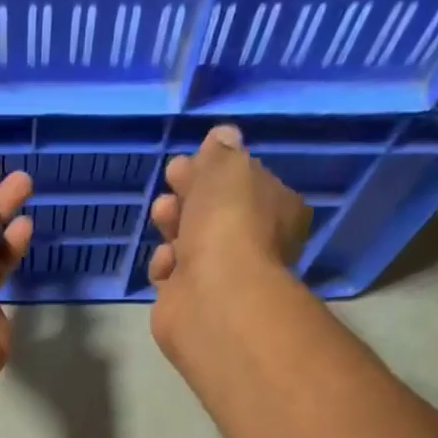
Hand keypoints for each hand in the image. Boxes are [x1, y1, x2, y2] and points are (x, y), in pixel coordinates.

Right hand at [147, 124, 313, 353]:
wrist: (213, 295)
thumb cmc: (229, 223)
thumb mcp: (228, 168)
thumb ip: (221, 153)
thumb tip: (222, 137)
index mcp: (275, 209)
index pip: (245, 182)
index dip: (216, 168)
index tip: (191, 159)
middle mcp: (253, 244)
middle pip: (214, 211)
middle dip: (190, 194)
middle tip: (172, 180)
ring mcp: (222, 276)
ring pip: (190, 242)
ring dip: (173, 224)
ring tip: (162, 215)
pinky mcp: (191, 301)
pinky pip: (172, 275)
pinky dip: (166, 266)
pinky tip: (167, 263)